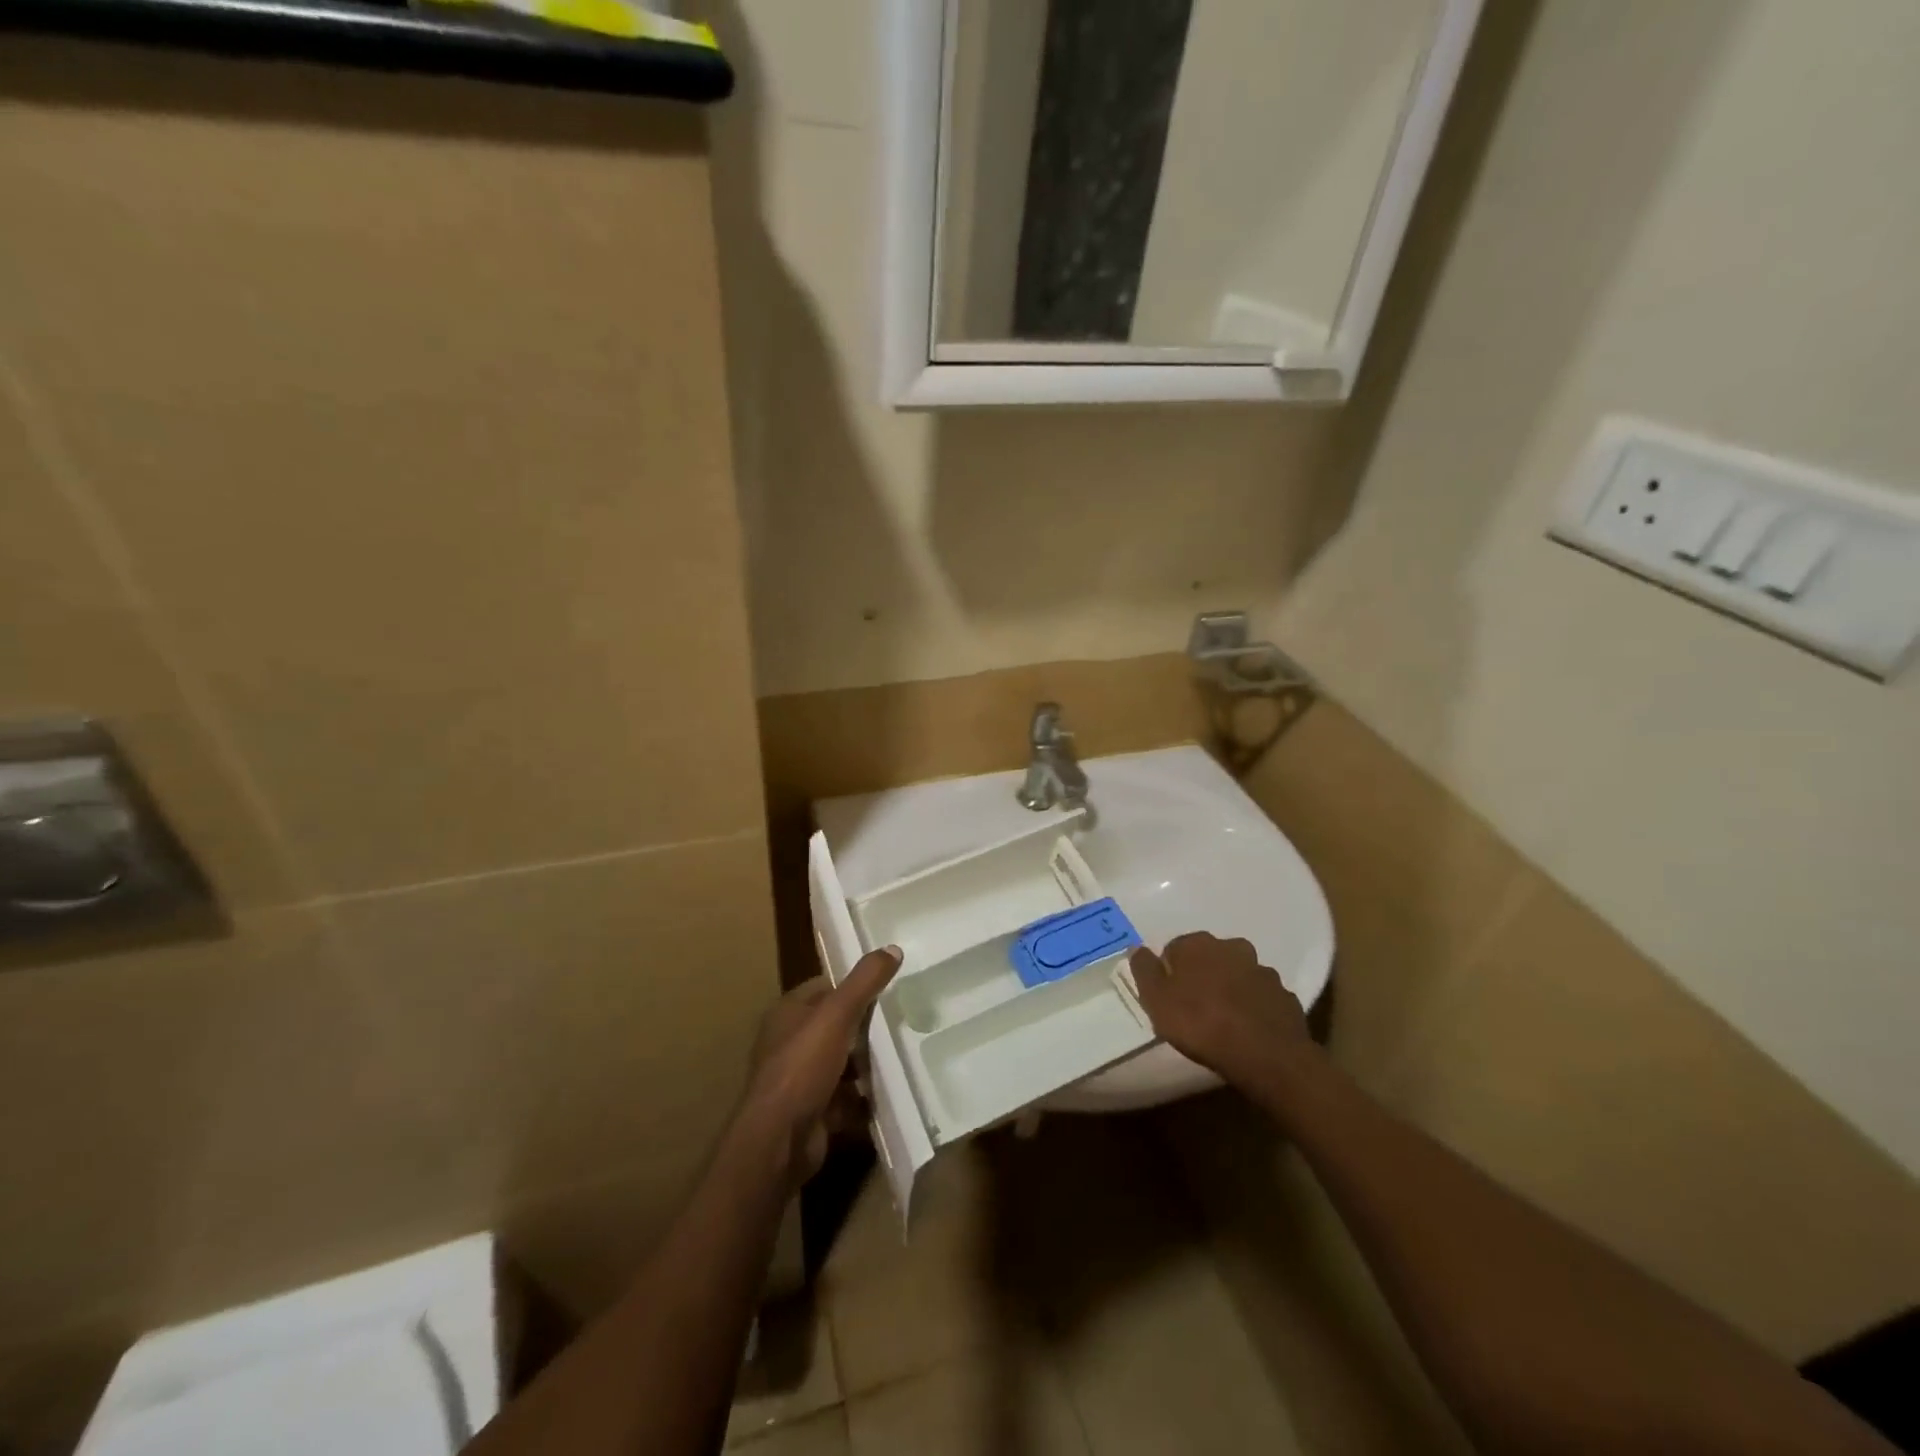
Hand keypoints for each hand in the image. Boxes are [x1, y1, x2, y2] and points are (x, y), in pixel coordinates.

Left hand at [743, 946, 901, 1187]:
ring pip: (840, 1064)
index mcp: (787, 1013)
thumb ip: (865, 981)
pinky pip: (844, 1099)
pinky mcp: (811, 1112)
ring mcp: (798, 1080)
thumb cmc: (803, 1067)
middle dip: (864, 1029)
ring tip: (900, 1058)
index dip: (852, 987)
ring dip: (865, 1066)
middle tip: (899, 1024)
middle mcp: (789, 1043)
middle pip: (834, 1027)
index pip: (824, 988)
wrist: (780, 1141)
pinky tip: (887, 1094)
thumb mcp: (837, 1015)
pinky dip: (862, 1099)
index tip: (886, 988)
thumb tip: (893, 948)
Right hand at [1130, 932, 1310, 1091]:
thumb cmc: (1200, 1024)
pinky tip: (1247, 1030)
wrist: (1265, 1055)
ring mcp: (1263, 971)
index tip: (1168, 998)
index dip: (1169, 973)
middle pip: (1209, 958)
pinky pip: (1261, 997)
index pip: (1175, 949)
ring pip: (1238, 975)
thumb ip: (1144, 970)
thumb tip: (1136, 948)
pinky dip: (1253, 1007)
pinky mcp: (1284, 996)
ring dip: (1230, 989)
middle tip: (1194, 1009)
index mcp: (1198, 944)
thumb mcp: (1156, 1000)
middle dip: (1202, 976)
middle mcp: (1232, 947)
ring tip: (1223, 1021)